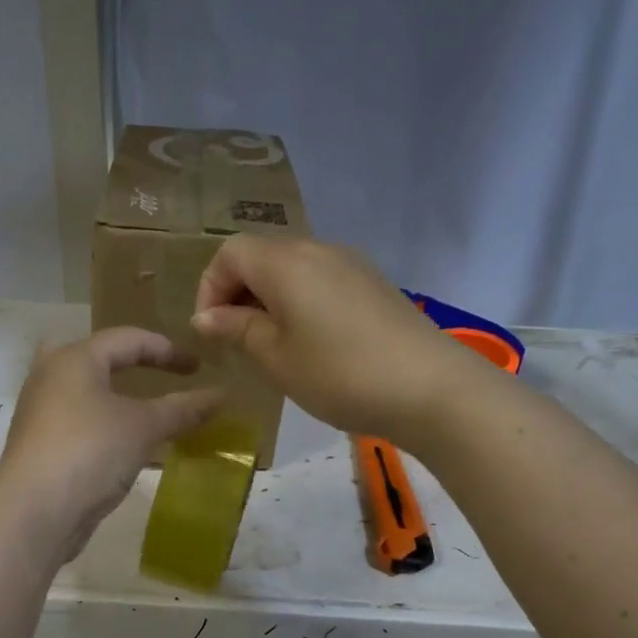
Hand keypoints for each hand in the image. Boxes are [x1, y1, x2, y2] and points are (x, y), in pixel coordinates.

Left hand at [0, 327, 223, 558]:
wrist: (33, 512)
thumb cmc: (90, 451)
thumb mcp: (144, 426)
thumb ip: (183, 408)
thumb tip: (221, 394)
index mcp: (74, 359)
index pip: (127, 339)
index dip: (167, 350)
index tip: (198, 367)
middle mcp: (51, 377)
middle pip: (96, 358)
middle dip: (129, 364)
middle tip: (159, 375)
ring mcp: (41, 413)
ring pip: (85, 393)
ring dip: (119, 399)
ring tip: (149, 412)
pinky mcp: (40, 446)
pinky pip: (80, 423)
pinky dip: (106, 426)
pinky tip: (126, 446)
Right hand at [192, 236, 482, 443]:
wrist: (431, 388)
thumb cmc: (339, 375)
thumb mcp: (277, 358)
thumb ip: (237, 329)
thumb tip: (206, 316)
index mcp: (286, 262)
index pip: (230, 252)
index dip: (210, 287)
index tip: (212, 331)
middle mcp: (317, 249)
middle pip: (261, 255)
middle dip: (238, 292)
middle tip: (237, 340)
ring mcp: (350, 263)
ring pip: (292, 268)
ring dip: (269, 298)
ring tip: (272, 345)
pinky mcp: (373, 283)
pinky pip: (321, 279)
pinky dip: (300, 301)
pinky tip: (312, 342)